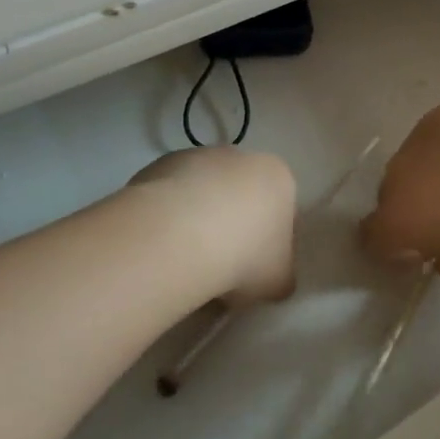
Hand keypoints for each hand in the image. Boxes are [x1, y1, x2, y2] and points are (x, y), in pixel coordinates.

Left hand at [127, 148, 296, 302]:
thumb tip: (268, 279)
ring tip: (185, 260)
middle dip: (232, 227)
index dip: (267, 245)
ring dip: (198, 220)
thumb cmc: (244, 256)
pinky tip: (163, 246)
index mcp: (278, 177)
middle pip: (240, 196)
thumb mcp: (278, 282)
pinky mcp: (159, 165)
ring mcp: (197, 156)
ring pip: (203, 194)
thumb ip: (280, 276)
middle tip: (220, 267)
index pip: (280, 211)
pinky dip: (168, 218)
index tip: (253, 271)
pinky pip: (170, 197)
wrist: (179, 236)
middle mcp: (241, 156)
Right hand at [361, 102, 439, 290]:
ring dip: (427, 175)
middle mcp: (396, 175)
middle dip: (410, 208)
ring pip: (411, 162)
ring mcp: (416, 138)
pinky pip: (433, 137)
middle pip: (389, 197)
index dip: (391, 248)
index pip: (372, 238)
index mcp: (398, 218)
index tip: (418, 251)